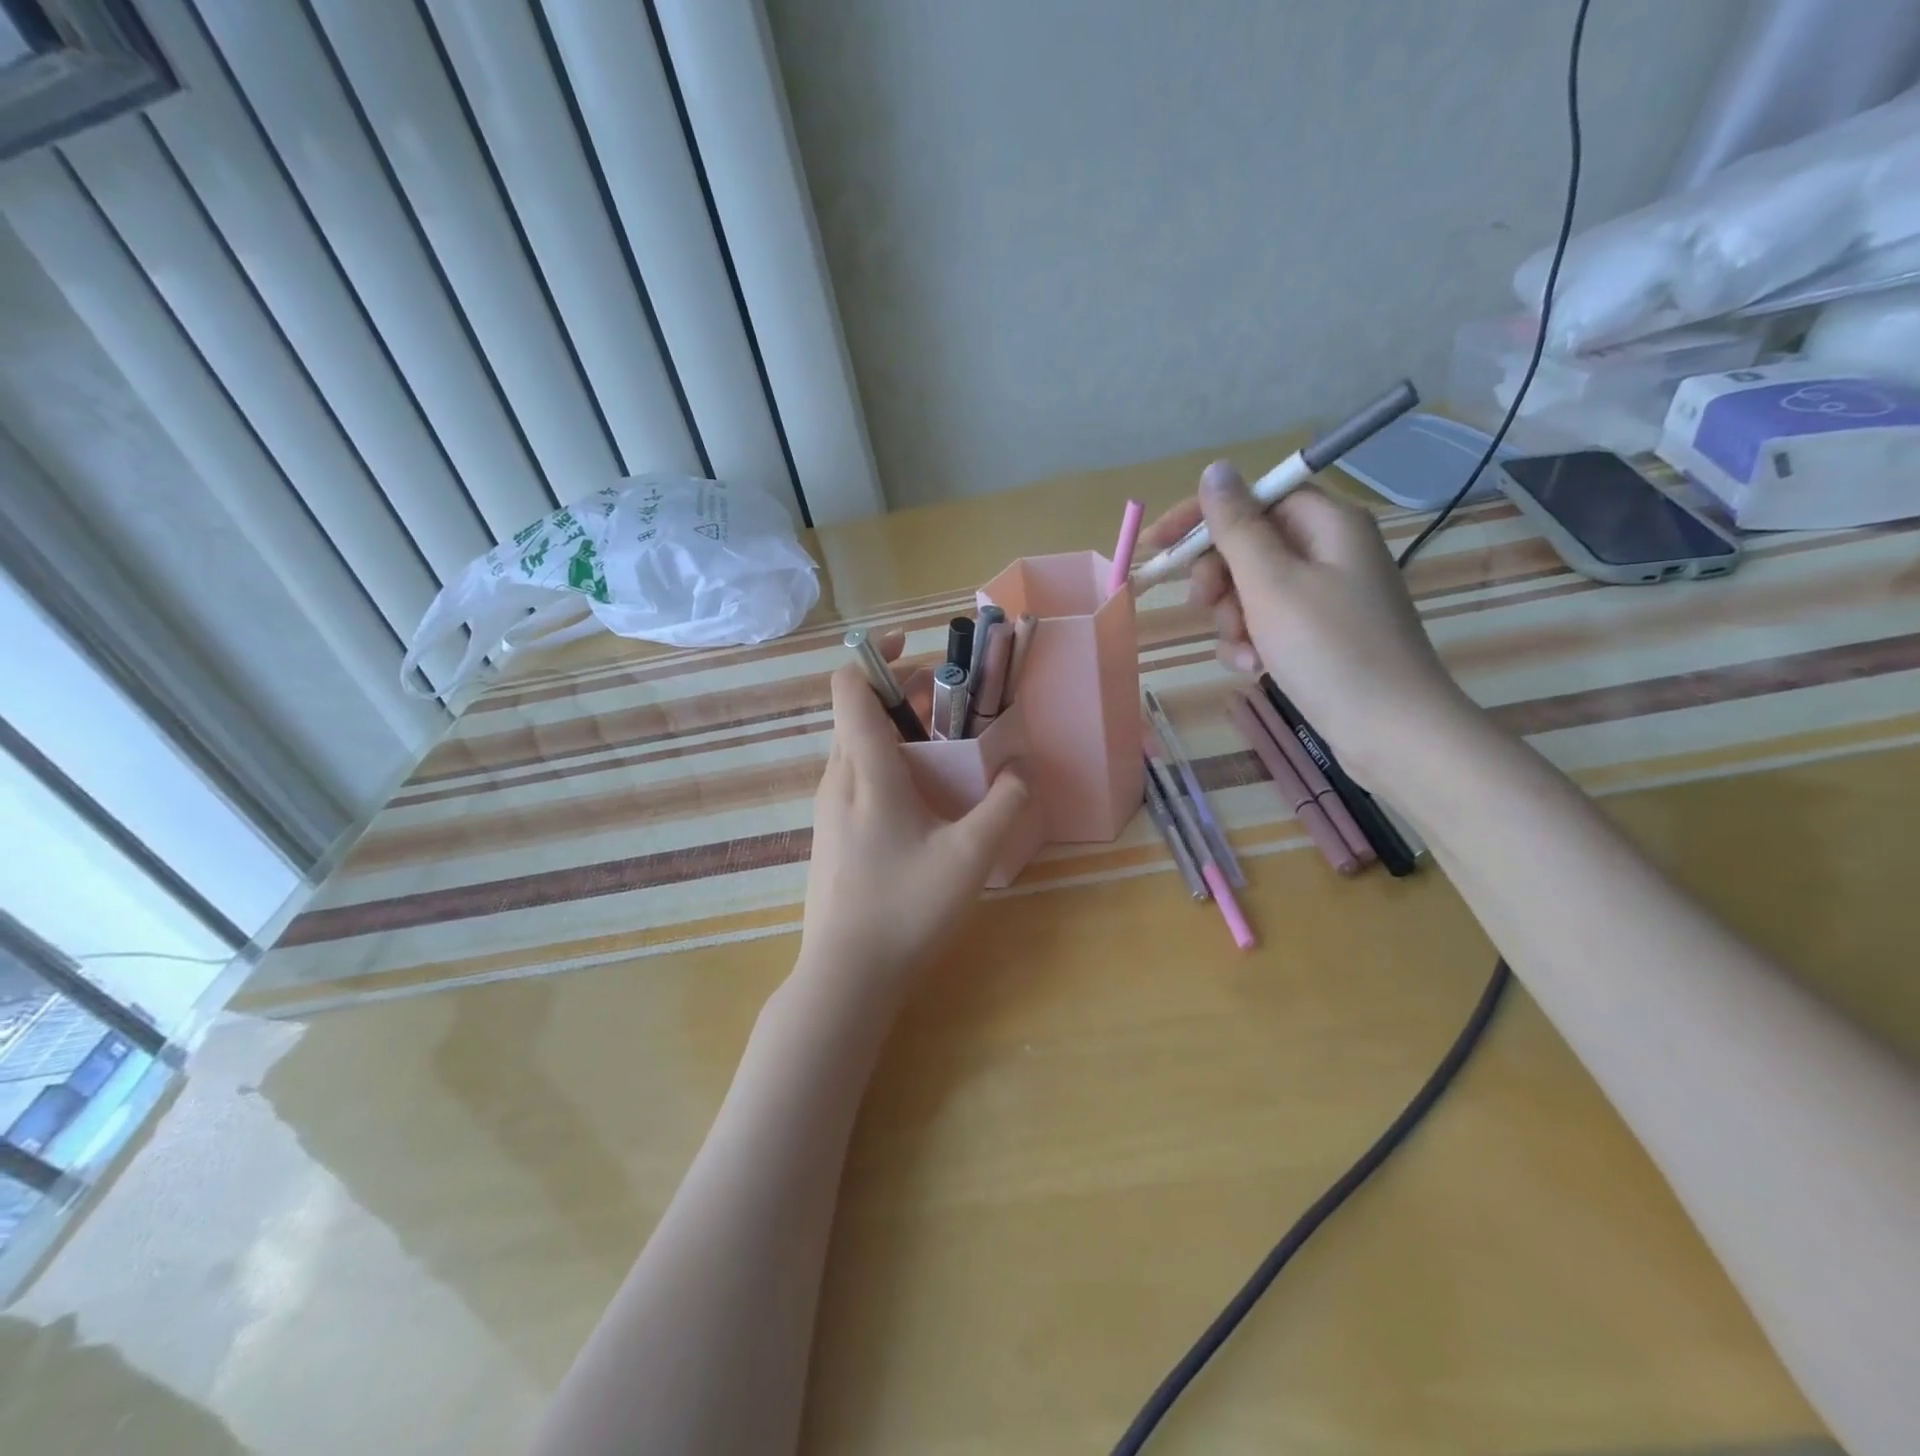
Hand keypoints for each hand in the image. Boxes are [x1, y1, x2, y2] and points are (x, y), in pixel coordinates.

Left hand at [799, 631, 1031, 999]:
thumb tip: (1023, 768)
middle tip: (955, 699)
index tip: (917, 647)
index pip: (849, 687)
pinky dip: (889, 760)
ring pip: (858, 744)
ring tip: (947, 743)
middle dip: (904, 692)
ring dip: (898, 728)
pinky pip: (858, 774)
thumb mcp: (969, 857)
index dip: (876, 655)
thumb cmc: (905, 908)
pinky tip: (925, 794)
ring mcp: (830, 806)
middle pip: (860, 711)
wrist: (845, 974)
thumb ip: (1005, 806)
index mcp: (865, 770)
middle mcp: (839, 777)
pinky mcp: (832, 831)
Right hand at [1141, 461, 1477, 789]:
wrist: (1390, 732)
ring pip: (1252, 589)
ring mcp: (1327, 595)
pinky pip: (1269, 622)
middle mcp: (1330, 551)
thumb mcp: (1271, 584)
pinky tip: (1255, 668)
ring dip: (1233, 618)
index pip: (1254, 497)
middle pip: (1251, 544)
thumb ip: (1236, 527)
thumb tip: (1215, 470)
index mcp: (1327, 524)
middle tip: (1203, 605)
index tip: (1159, 543)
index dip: (1204, 516)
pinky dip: (1253, 642)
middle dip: (1219, 577)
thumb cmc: (1329, 650)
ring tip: (1244, 651)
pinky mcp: (1321, 634)